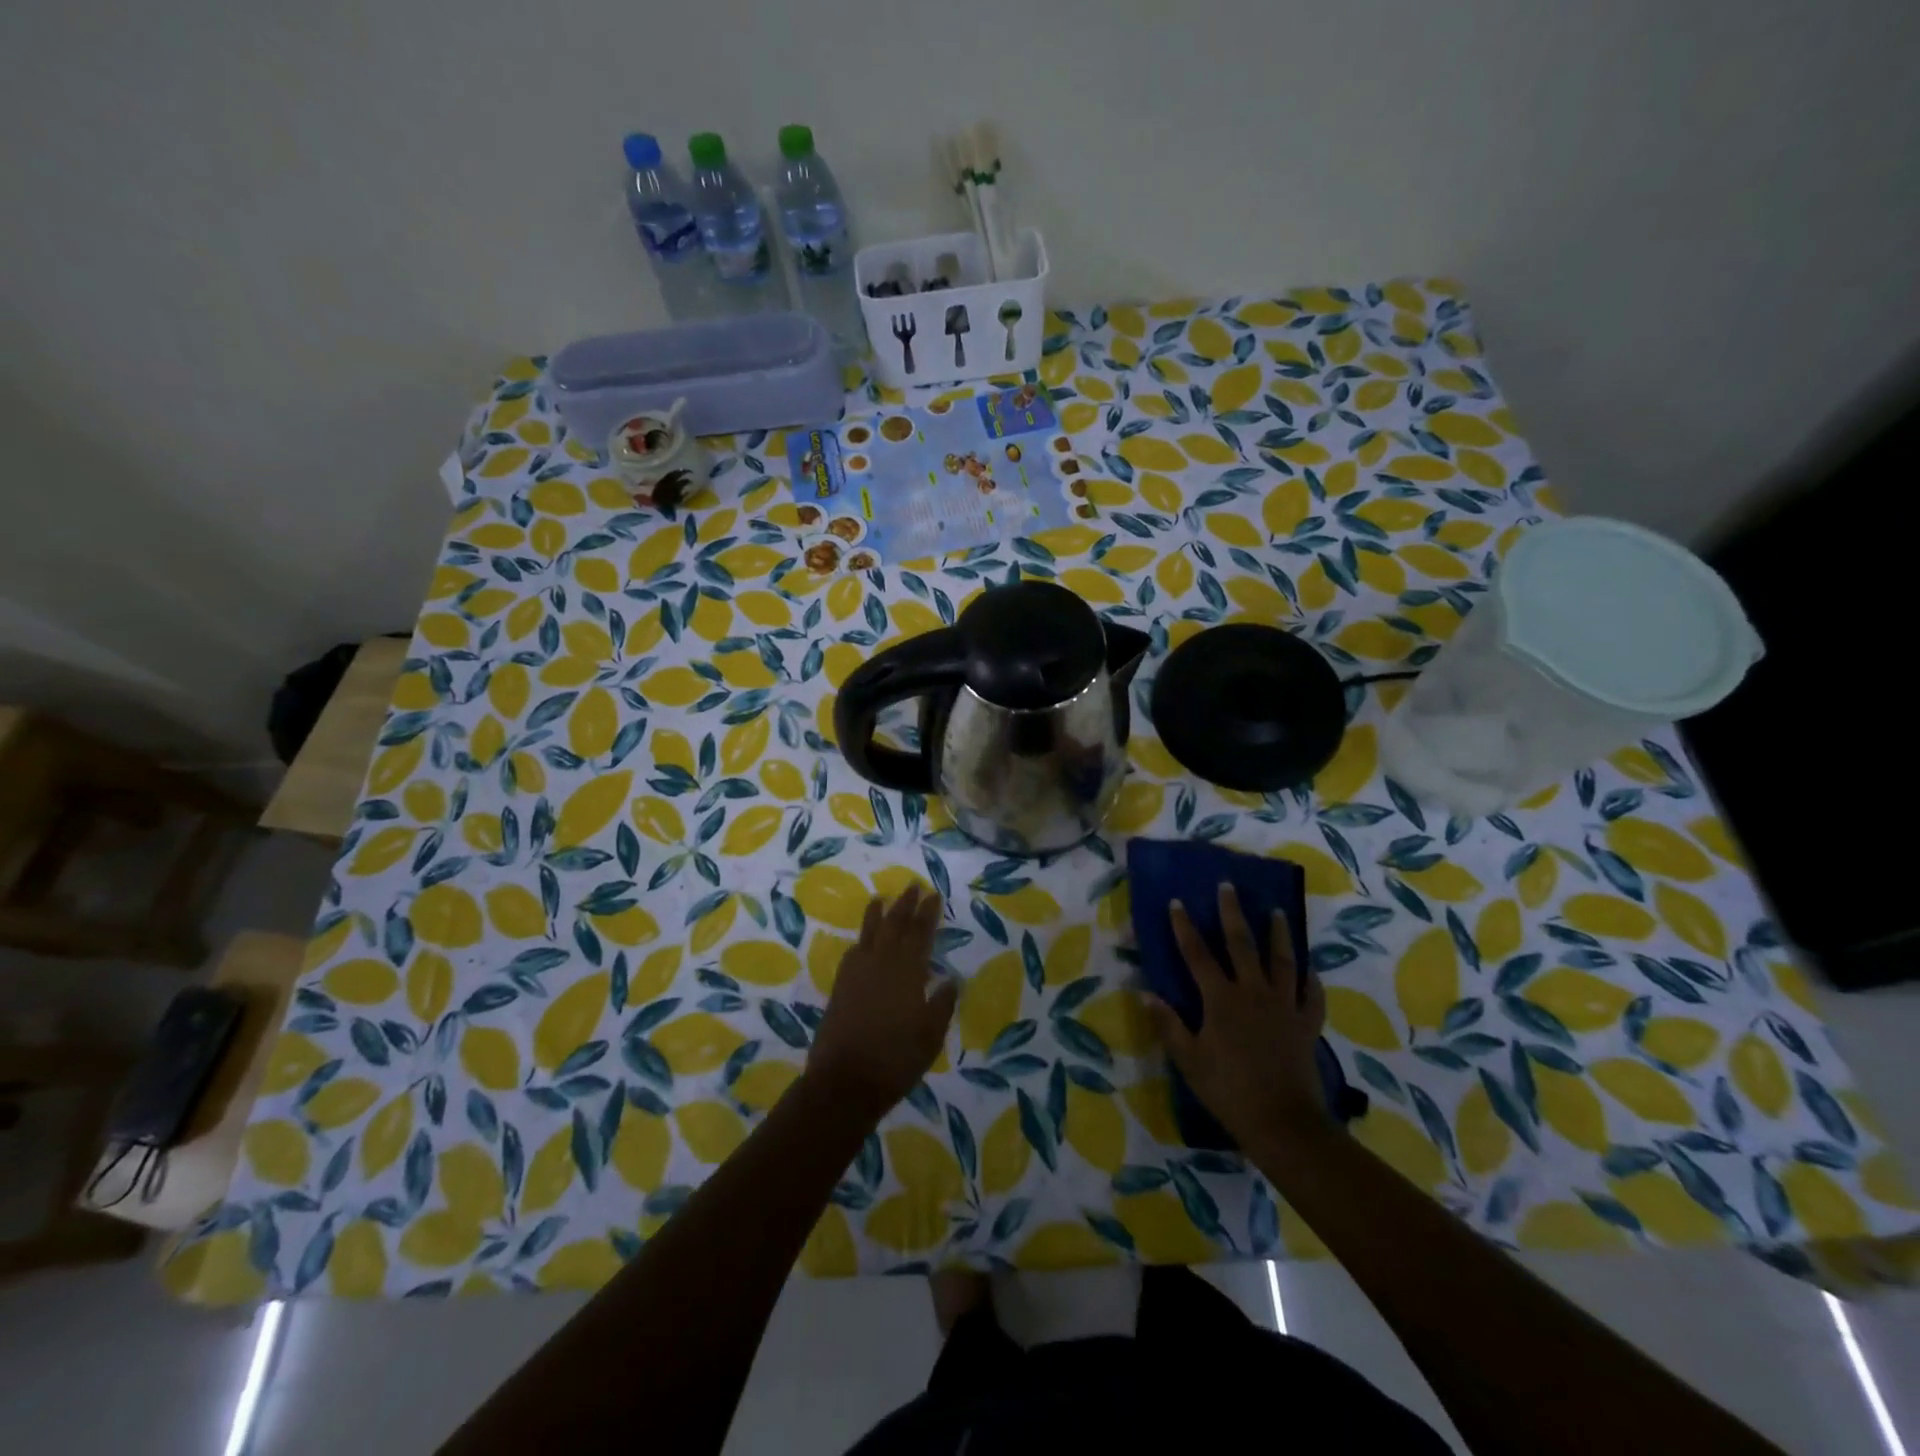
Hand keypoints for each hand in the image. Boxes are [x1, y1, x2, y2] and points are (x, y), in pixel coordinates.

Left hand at [806, 885, 957, 1123]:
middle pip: (894, 926)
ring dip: (878, 915)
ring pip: (870, 934)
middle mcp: (881, 964)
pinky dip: (860, 941)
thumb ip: (941, 1004)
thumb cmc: (896, 1061)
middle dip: (905, 905)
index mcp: (908, 972)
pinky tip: (862, 940)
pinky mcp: (840, 987)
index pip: (920, 934)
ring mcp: (857, 974)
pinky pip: (853, 952)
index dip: (928, 914)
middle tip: (912, 887)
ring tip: (881, 898)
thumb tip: (952, 979)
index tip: (934, 895)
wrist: (844, 1083)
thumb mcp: (930, 1036)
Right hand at [1143, 882, 1329, 1149]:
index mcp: (1221, 999)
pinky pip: (1312, 996)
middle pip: (1241, 944)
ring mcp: (1284, 1006)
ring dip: (1278, 934)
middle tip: (1228, 886)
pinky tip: (1310, 969)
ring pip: (1282, 961)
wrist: (1282, 1122)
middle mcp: (1253, 992)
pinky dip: (1312, 980)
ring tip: (1278, 912)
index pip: (1197, 954)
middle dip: (1232, 913)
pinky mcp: (1306, 1024)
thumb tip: (1147, 993)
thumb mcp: (1189, 1060)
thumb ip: (1169, 1024)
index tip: (1178, 902)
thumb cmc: (1228, 1090)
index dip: (1185, 927)